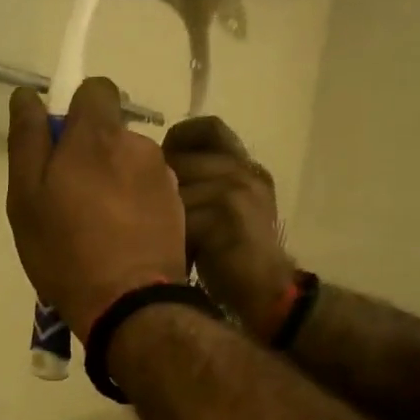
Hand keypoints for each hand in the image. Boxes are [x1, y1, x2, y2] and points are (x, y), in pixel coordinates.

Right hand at [7, 80, 186, 340]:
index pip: (96, 90)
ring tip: (96, 227)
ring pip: (130, 164)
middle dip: (91, 153)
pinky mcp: (178, 207)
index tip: (60, 146)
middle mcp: (138, 145)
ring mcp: (163, 177)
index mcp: (98, 135)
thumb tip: (26, 95)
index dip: (76, 111)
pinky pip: (148, 192)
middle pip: (111, 132)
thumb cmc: (65, 249)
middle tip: (69, 199)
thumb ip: (27, 139)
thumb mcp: (26, 197)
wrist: (129, 302)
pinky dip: (134, 205)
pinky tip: (121, 239)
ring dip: (114, 181)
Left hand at [163, 116, 296, 332]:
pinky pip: (178, 212)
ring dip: (162, 213)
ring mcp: (237, 190)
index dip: (179, 139)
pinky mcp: (226, 213)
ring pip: (174, 185)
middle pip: (181, 158)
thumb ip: (201, 184)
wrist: (266, 292)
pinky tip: (170, 250)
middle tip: (154, 214)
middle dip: (160, 185)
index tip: (164, 161)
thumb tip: (154, 170)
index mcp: (244, 165)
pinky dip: (168, 233)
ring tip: (162, 237)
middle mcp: (243, 170)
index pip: (209, 127)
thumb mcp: (222, 211)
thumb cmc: (234, 256)